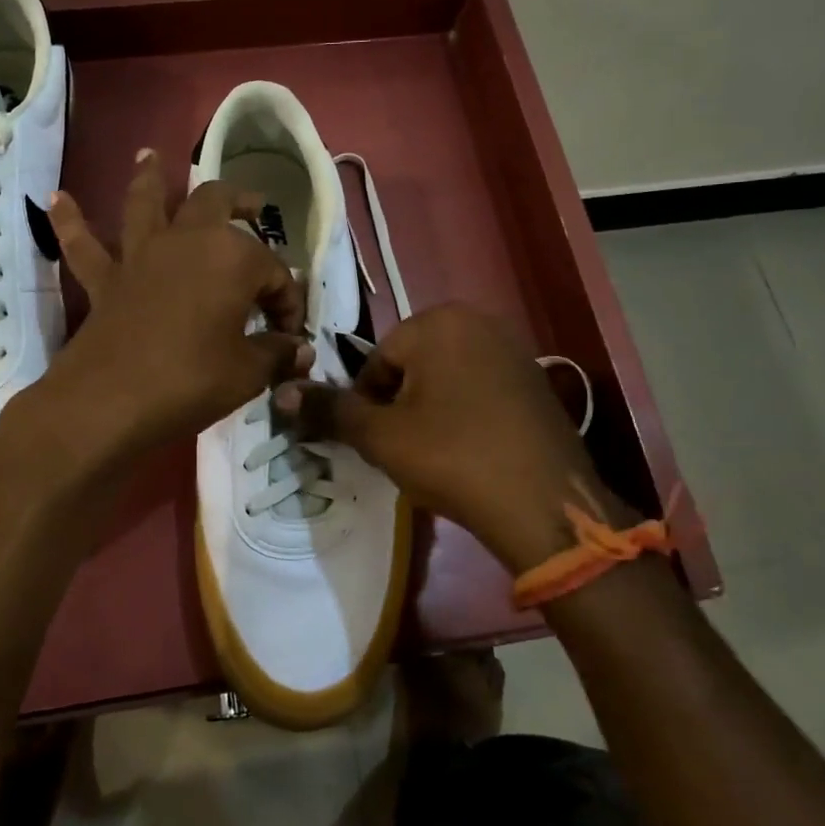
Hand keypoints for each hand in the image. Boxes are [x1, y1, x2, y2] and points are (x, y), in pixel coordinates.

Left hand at [32, 150, 313, 459]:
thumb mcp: (247, 373)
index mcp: (232, 258)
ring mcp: (141, 255)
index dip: (288, 303)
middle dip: (239, 201)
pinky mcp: (105, 279)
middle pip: (215, 203)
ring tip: (149, 155)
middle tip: (253, 205)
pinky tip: (56, 199)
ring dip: (149, 178)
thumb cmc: (191, 380)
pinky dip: (71, 221)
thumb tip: (299, 351)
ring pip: (146, 203)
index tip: (289, 336)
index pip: (274, 273)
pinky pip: (84, 245)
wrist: (111, 401)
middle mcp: (187, 241)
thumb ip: (276, 355)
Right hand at [275, 302, 635, 574]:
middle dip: (400, 403)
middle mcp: (478, 320)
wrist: (544, 505)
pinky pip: (480, 386)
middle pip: (412, 363)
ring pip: (445, 375)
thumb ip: (329, 410)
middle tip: (405, 448)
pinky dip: (466, 411)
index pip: (377, 360)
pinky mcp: (535, 377)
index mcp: (438, 321)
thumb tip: (280, 393)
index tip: (377, 441)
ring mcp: (513, 347)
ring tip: (437, 452)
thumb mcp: (380, 436)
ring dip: (430, 408)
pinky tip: (471, 448)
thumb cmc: (453, 457)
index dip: (368, 404)